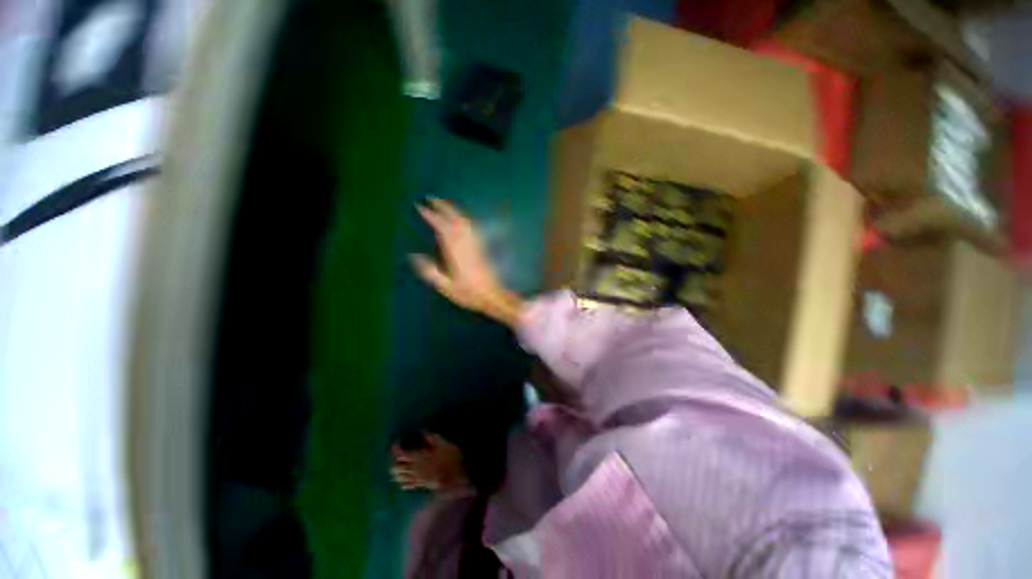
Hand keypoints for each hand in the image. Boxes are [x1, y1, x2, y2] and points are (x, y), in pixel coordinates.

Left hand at [390, 433, 470, 493]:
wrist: (455, 478)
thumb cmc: (449, 459)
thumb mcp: (443, 444)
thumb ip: (432, 438)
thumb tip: (423, 431)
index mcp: (418, 457)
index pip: (401, 454)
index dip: (396, 448)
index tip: (397, 442)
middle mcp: (413, 469)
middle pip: (396, 468)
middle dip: (393, 461)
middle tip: (397, 454)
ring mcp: (416, 479)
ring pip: (399, 478)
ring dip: (396, 472)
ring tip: (398, 466)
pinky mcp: (420, 485)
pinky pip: (406, 485)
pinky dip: (402, 481)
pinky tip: (405, 477)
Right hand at [411, 198, 522, 325]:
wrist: (493, 296)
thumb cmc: (469, 294)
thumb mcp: (446, 287)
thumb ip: (430, 272)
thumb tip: (413, 256)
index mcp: (456, 253)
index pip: (442, 228)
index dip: (431, 216)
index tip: (420, 206)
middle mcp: (466, 245)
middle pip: (455, 220)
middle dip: (443, 207)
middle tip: (431, 198)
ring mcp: (475, 245)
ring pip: (465, 222)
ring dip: (454, 211)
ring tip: (443, 205)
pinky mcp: (481, 249)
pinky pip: (472, 228)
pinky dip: (464, 219)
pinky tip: (461, 220)